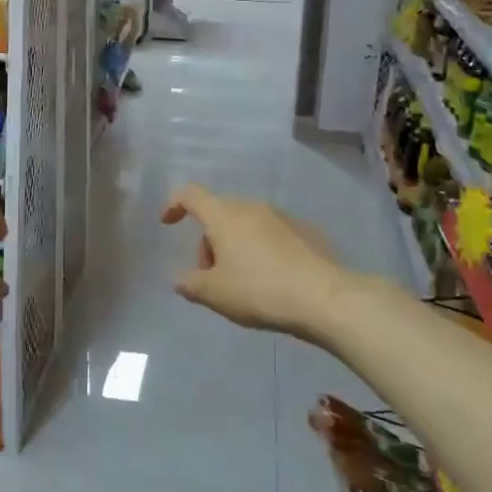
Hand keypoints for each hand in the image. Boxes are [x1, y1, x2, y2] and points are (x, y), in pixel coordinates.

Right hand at [159, 184, 348, 341]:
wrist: (324, 296)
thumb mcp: (216, 294)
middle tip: (211, 275)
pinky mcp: (304, 230)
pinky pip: (271, 234)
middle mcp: (250, 207)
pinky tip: (272, 280)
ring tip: (243, 282)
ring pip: (245, 224)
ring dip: (235, 245)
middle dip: (209, 241)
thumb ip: (191, 284)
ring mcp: (281, 216)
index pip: (190, 194)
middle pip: (219, 214)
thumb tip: (181, 280)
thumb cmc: (259, 290)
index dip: (174, 204)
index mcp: (223, 216)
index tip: (168, 223)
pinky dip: (262, 249)